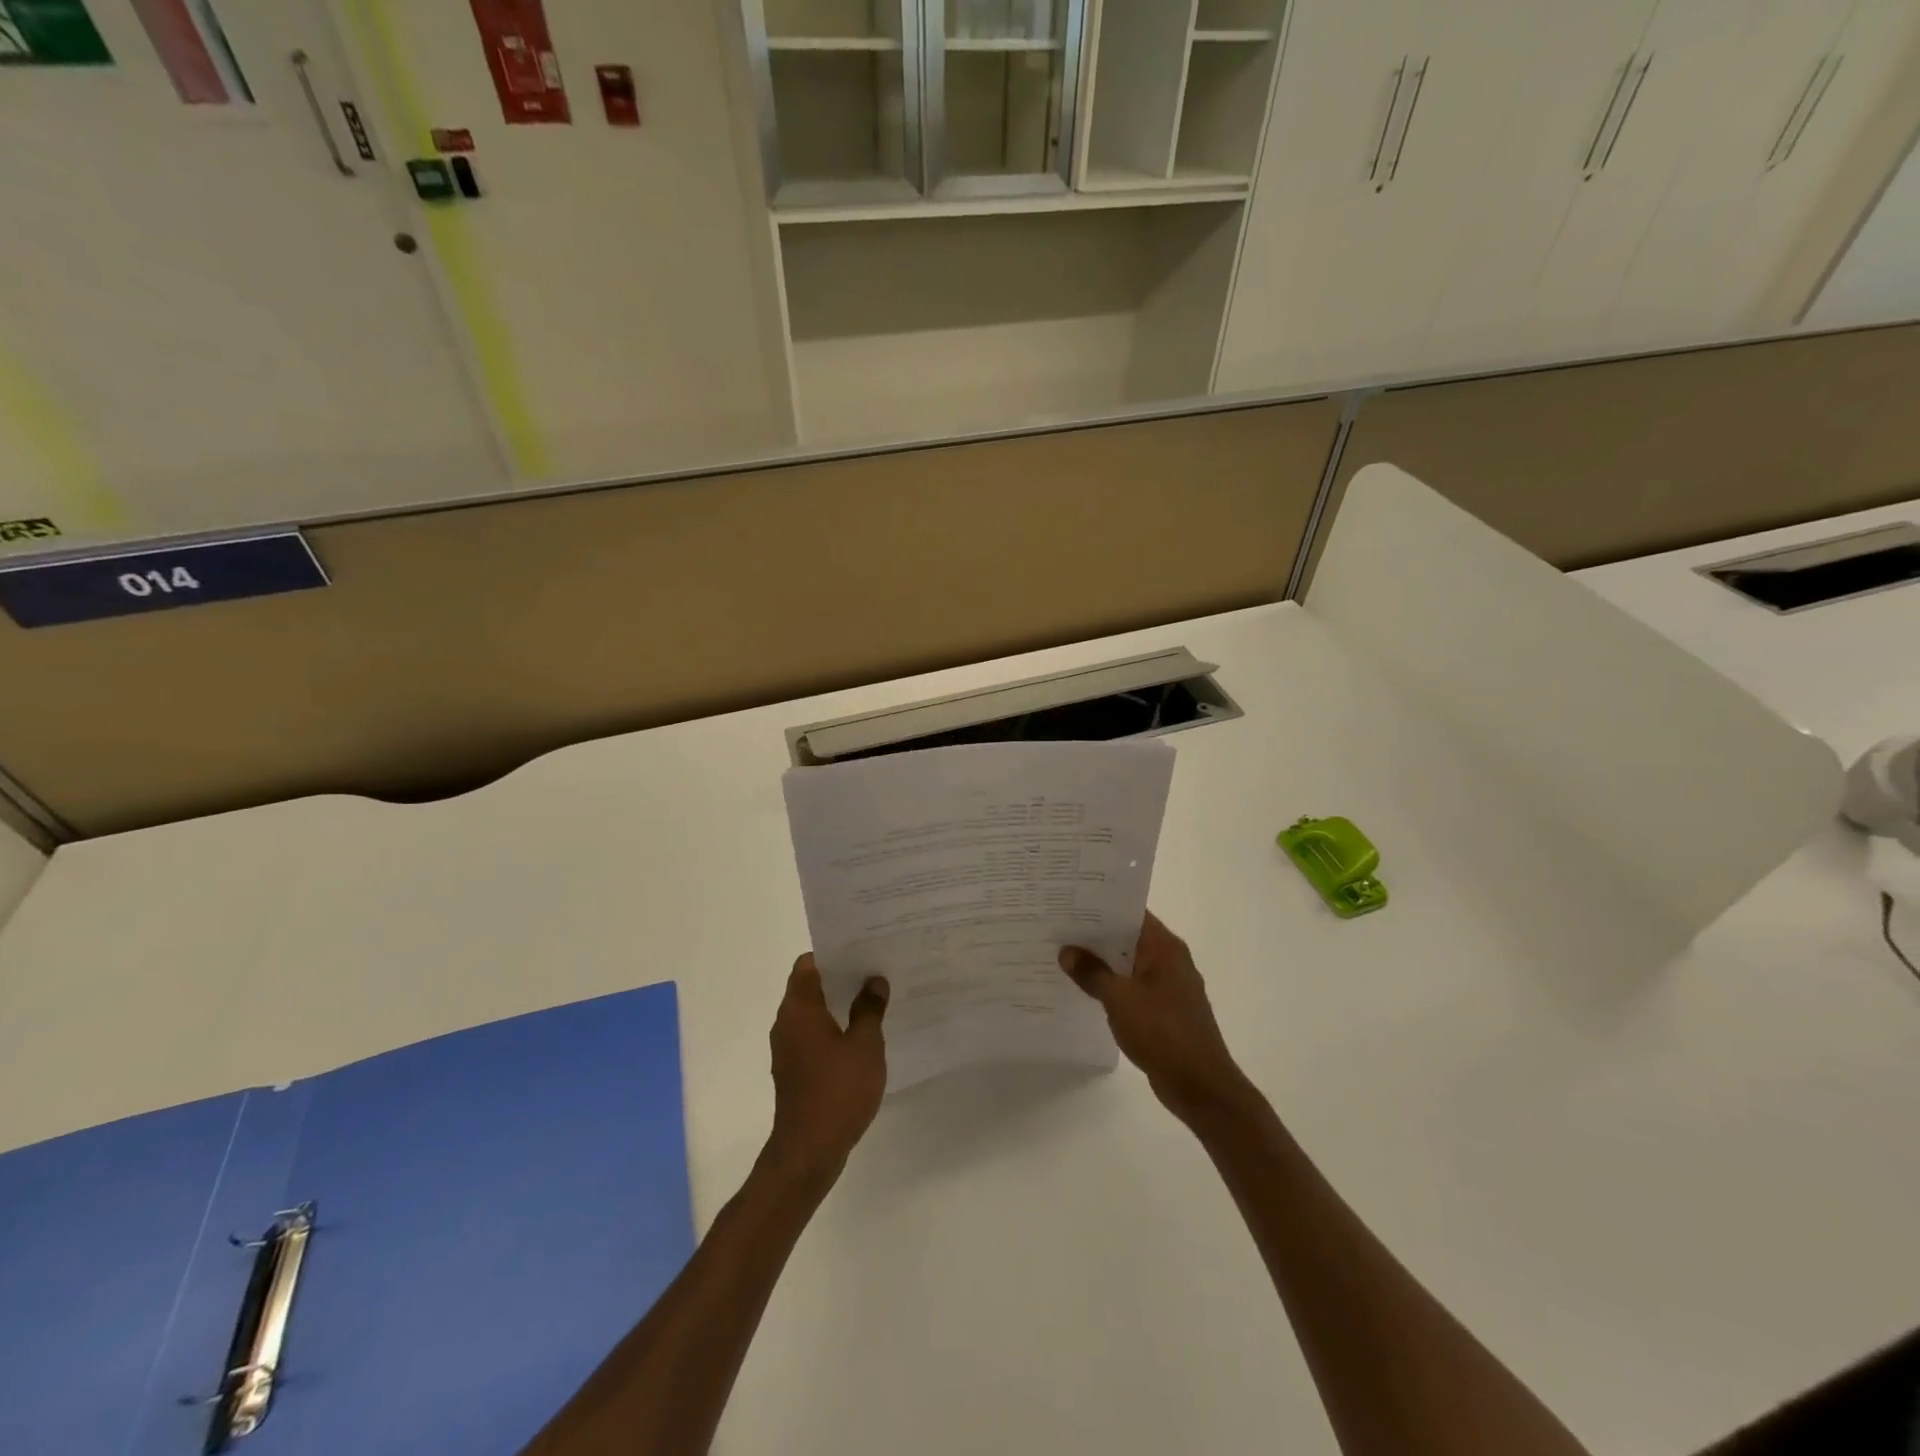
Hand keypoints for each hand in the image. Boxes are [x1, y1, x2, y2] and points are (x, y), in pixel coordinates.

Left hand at [765, 955, 888, 1182]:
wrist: (809, 1151)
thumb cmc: (838, 1091)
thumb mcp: (864, 1045)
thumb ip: (869, 1009)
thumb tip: (874, 981)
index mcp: (799, 1009)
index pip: (808, 964)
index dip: (833, 953)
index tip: (861, 950)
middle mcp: (786, 1023)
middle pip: (810, 986)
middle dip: (841, 976)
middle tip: (875, 970)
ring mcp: (788, 1048)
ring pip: (812, 1012)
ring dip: (838, 1004)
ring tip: (874, 999)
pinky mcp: (794, 1070)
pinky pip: (813, 1035)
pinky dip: (833, 1028)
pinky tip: (861, 1036)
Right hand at [1059, 912, 1252, 1125]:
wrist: (1200, 1085)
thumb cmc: (1162, 1032)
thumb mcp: (1119, 998)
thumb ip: (1092, 972)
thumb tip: (1067, 951)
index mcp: (1165, 947)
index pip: (1131, 913)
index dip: (1102, 907)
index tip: (1071, 903)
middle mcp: (1171, 960)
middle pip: (1129, 938)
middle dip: (1097, 935)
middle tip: (1059, 928)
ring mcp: (1170, 987)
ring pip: (1130, 965)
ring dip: (1103, 963)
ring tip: (1065, 956)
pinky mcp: (1165, 1011)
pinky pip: (1133, 988)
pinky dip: (1113, 986)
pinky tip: (1086, 990)